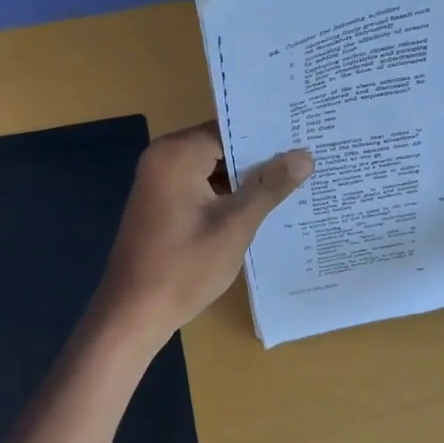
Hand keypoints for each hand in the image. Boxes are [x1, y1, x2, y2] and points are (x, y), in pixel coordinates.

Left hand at [90, 122, 312, 350]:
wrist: (134, 313)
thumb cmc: (184, 268)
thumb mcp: (235, 226)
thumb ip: (269, 187)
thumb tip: (305, 155)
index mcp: (176, 154)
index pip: (230, 129)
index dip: (268, 134)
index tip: (306, 136)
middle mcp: (163, 158)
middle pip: (221, 146)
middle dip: (261, 156)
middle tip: (309, 157)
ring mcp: (160, 182)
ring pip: (213, 168)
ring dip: (246, 178)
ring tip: (296, 179)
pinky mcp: (163, 203)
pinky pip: (202, 186)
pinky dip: (228, 194)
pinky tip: (263, 204)